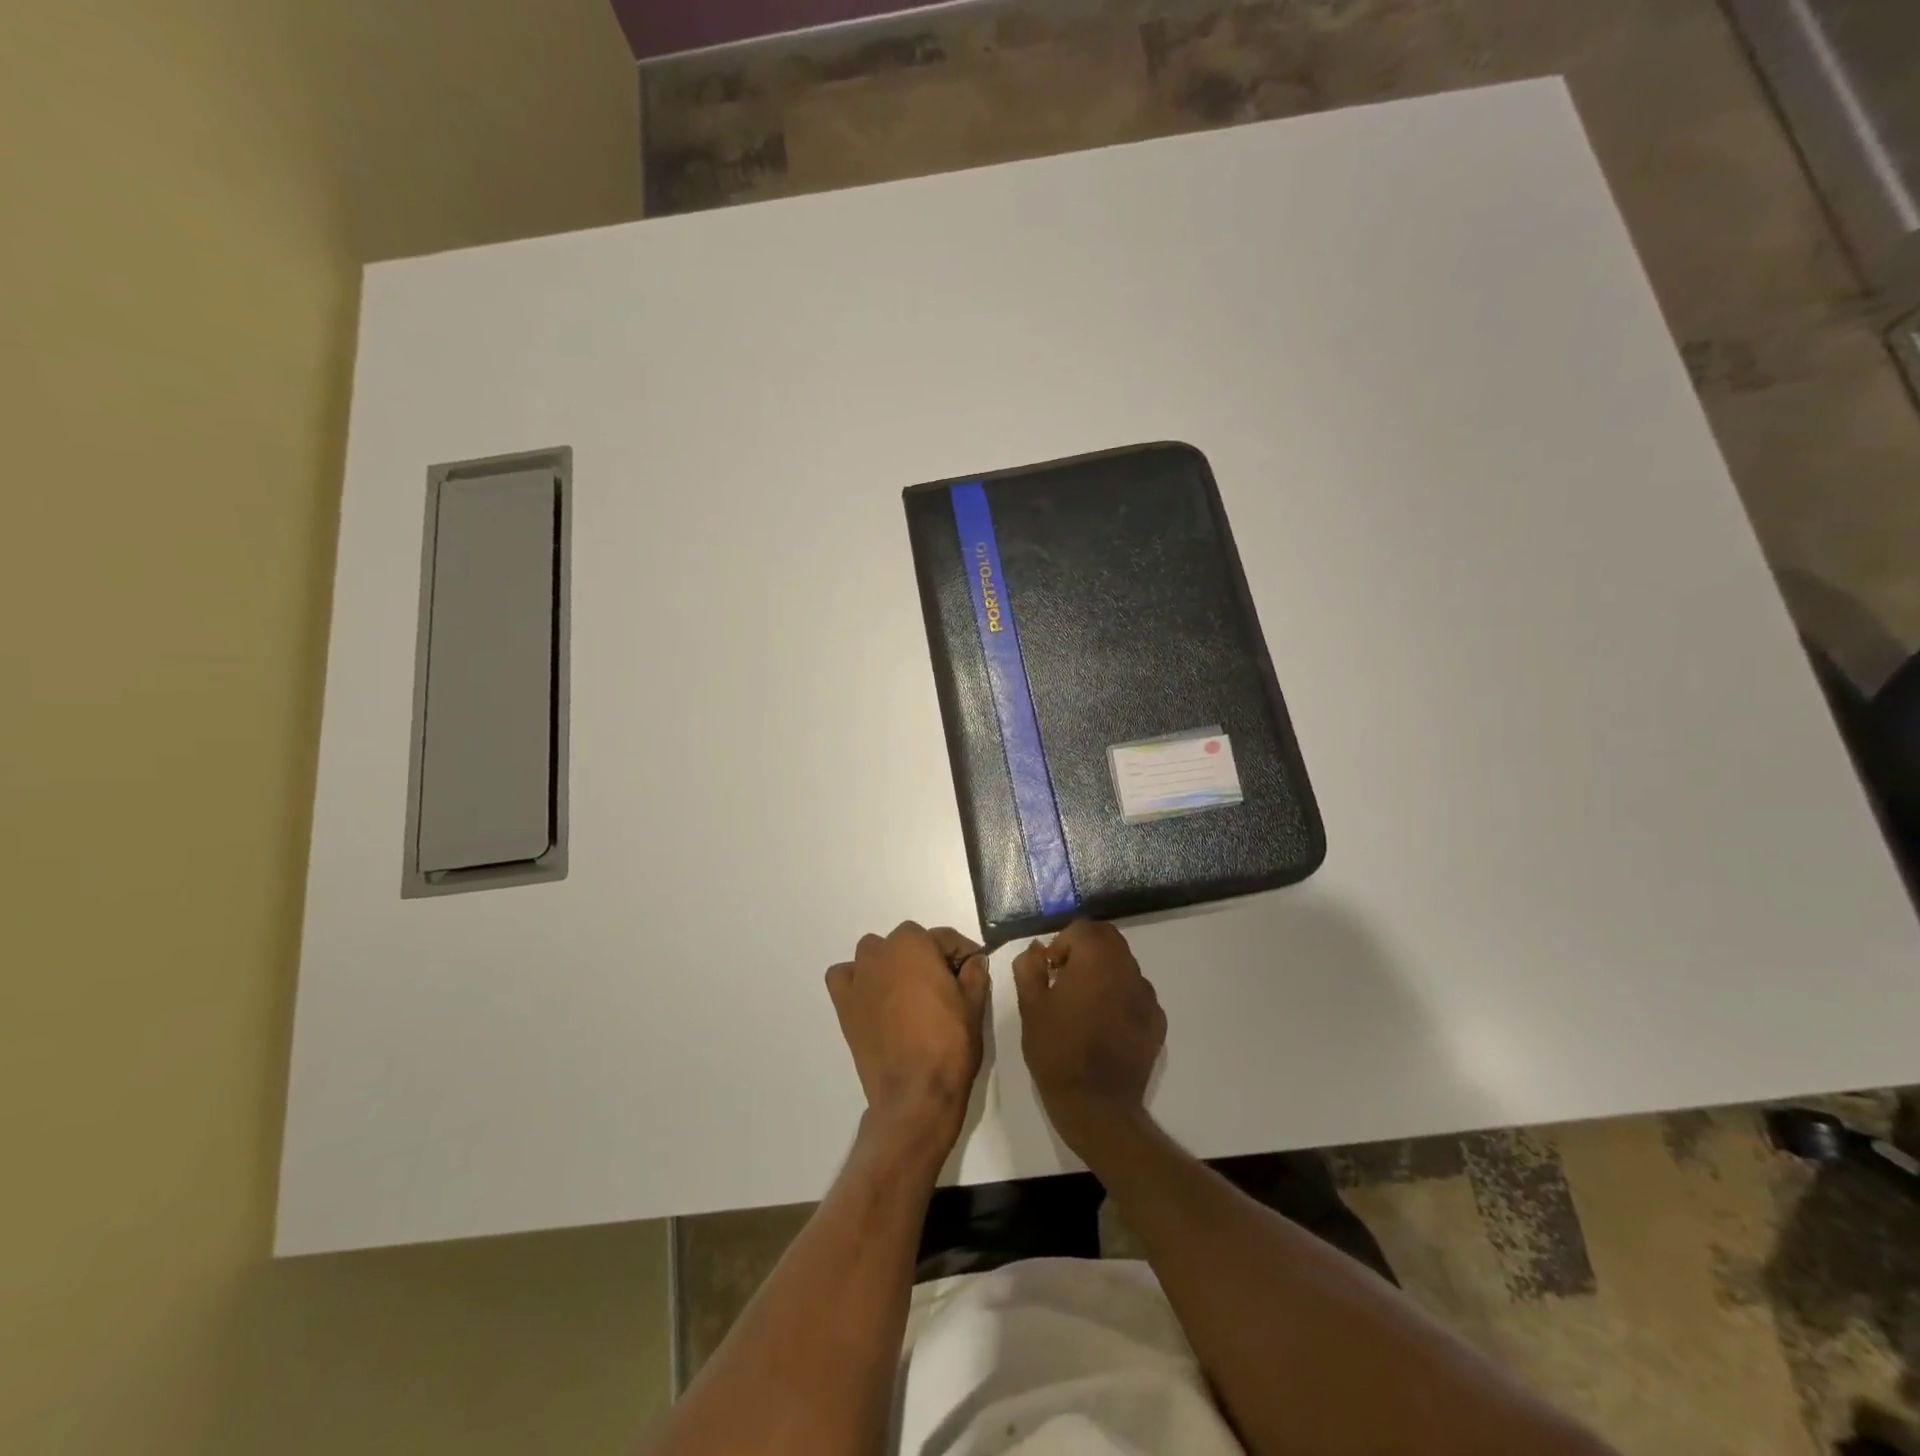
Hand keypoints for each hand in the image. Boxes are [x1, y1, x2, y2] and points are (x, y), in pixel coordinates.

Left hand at [826, 922, 988, 1149]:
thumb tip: (974, 960)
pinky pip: (844, 976)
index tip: (974, 967)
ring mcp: (859, 977)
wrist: (915, 1094)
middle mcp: (882, 952)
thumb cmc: (949, 1045)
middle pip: (908, 941)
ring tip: (908, 990)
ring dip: (891, 963)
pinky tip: (872, 997)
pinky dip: (856, 980)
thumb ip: (975, 974)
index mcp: (915, 945)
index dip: (963, 951)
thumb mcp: (974, 1005)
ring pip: (874, 953)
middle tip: (944, 984)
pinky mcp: (844, 1003)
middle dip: (926, 956)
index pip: (944, 937)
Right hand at [1013, 920, 1165, 1152]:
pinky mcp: (1157, 1021)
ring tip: (1084, 1005)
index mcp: (1096, 960)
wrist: (1096, 1106)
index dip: (1062, 943)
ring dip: (1103, 972)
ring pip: (1124, 965)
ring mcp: (1147, 996)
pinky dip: (1120, 996)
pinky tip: (1104, 1025)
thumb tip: (1037, 950)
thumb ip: (1029, 967)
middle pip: (1108, 940)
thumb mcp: (1030, 1006)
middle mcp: (1127, 970)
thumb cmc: (1057, 1051)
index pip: (1083, 928)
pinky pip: (1136, 994)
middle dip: (1085, 950)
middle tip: (1065, 979)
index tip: (1050, 970)